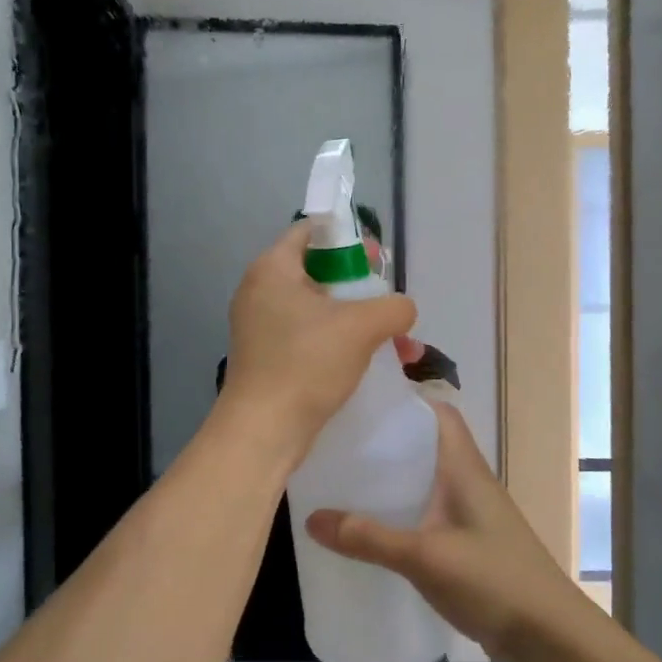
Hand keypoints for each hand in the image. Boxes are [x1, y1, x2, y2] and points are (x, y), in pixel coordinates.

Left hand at [219, 222, 415, 462]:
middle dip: (359, 286)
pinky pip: (307, 336)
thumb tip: (401, 310)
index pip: (310, 232)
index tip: (376, 259)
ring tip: (395, 343)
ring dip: (356, 320)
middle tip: (387, 299)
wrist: (264, 429)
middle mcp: (260, 291)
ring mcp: (259, 326)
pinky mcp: (266, 356)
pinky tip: (369, 362)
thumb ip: (394, 307)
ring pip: (317, 309)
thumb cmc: (307, 363)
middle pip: (317, 272)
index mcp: (272, 269)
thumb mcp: (362, 327)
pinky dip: (338, 342)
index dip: (347, 238)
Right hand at [305, 402, 583, 661]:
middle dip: (385, 442)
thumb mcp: (425, 557)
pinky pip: (427, 514)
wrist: (550, 638)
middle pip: (424, 446)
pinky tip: (372, 530)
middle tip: (338, 444)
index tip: (360, 402)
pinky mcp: (467, 544)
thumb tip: (311, 518)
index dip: (405, 401)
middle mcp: (468, 482)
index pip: (438, 413)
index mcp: (464, 468)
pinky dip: (400, 513)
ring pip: (424, 481)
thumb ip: (369, 538)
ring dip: (391, 479)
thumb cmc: (494, 580)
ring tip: (344, 481)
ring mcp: (470, 515)